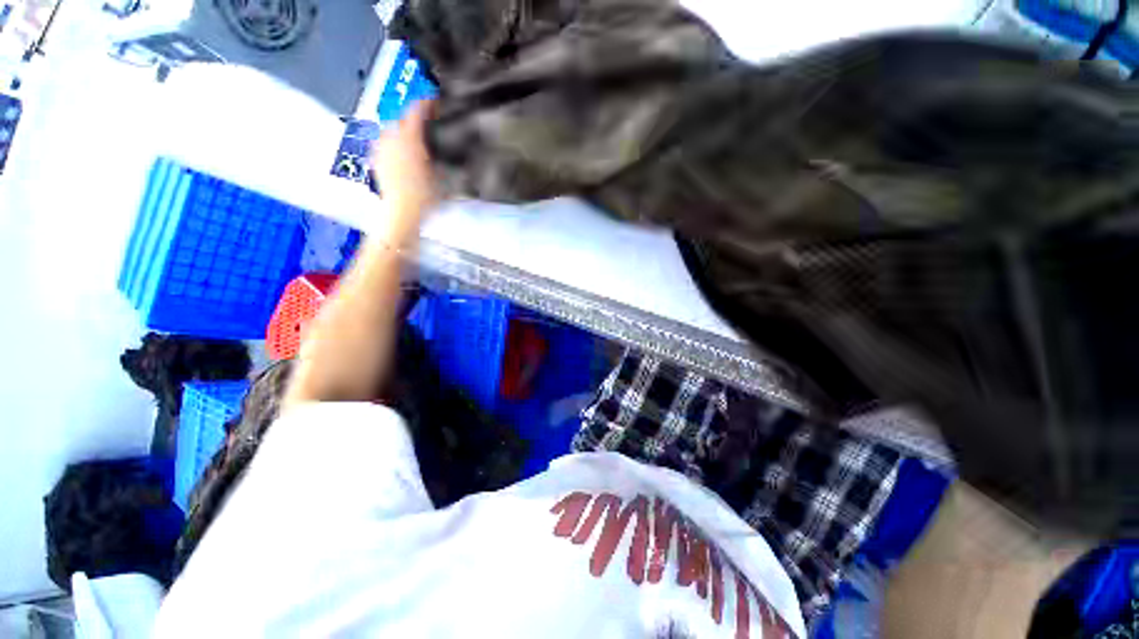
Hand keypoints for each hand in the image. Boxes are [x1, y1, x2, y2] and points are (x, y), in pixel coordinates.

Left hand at [372, 100, 436, 244]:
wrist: (401, 213)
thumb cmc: (424, 197)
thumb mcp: (442, 177)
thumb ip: (442, 159)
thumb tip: (446, 150)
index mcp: (410, 138)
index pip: (417, 110)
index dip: (427, 102)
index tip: (435, 100)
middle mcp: (392, 138)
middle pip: (403, 119)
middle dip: (414, 120)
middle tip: (428, 127)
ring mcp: (381, 149)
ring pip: (392, 131)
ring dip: (403, 133)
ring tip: (415, 142)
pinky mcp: (375, 160)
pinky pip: (385, 145)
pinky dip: (394, 145)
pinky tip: (402, 156)